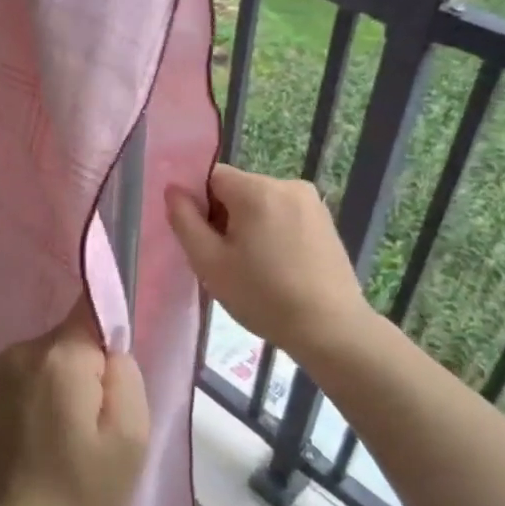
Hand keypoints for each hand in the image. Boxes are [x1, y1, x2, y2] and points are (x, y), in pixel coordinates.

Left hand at [0, 300, 149, 505]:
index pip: (93, 309)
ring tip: (72, 427)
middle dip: (92, 365)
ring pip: (55, 353)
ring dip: (69, 378)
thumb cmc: (80, 485)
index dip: (112, 332)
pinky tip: (48, 428)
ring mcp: (3, 364)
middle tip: (98, 416)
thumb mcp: (130, 437)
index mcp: (61, 356)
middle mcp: (26, 348)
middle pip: (75, 336)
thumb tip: (111, 350)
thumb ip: (127, 377)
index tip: (115, 370)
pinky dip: (47, 388)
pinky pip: (35, 369)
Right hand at [166, 163, 372, 366]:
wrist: (331, 328)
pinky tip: (279, 266)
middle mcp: (286, 184)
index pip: (211, 177)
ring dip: (249, 225)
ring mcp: (311, 201)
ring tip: (254, 267)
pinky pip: (284, 214)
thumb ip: (184, 221)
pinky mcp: (325, 219)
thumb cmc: (263, 296)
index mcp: (256, 190)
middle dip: (225, 217)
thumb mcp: (210, 262)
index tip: (205, 240)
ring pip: (260, 203)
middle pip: (237, 189)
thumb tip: (173, 189)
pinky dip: (273, 232)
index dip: (199, 205)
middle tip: (226, 260)